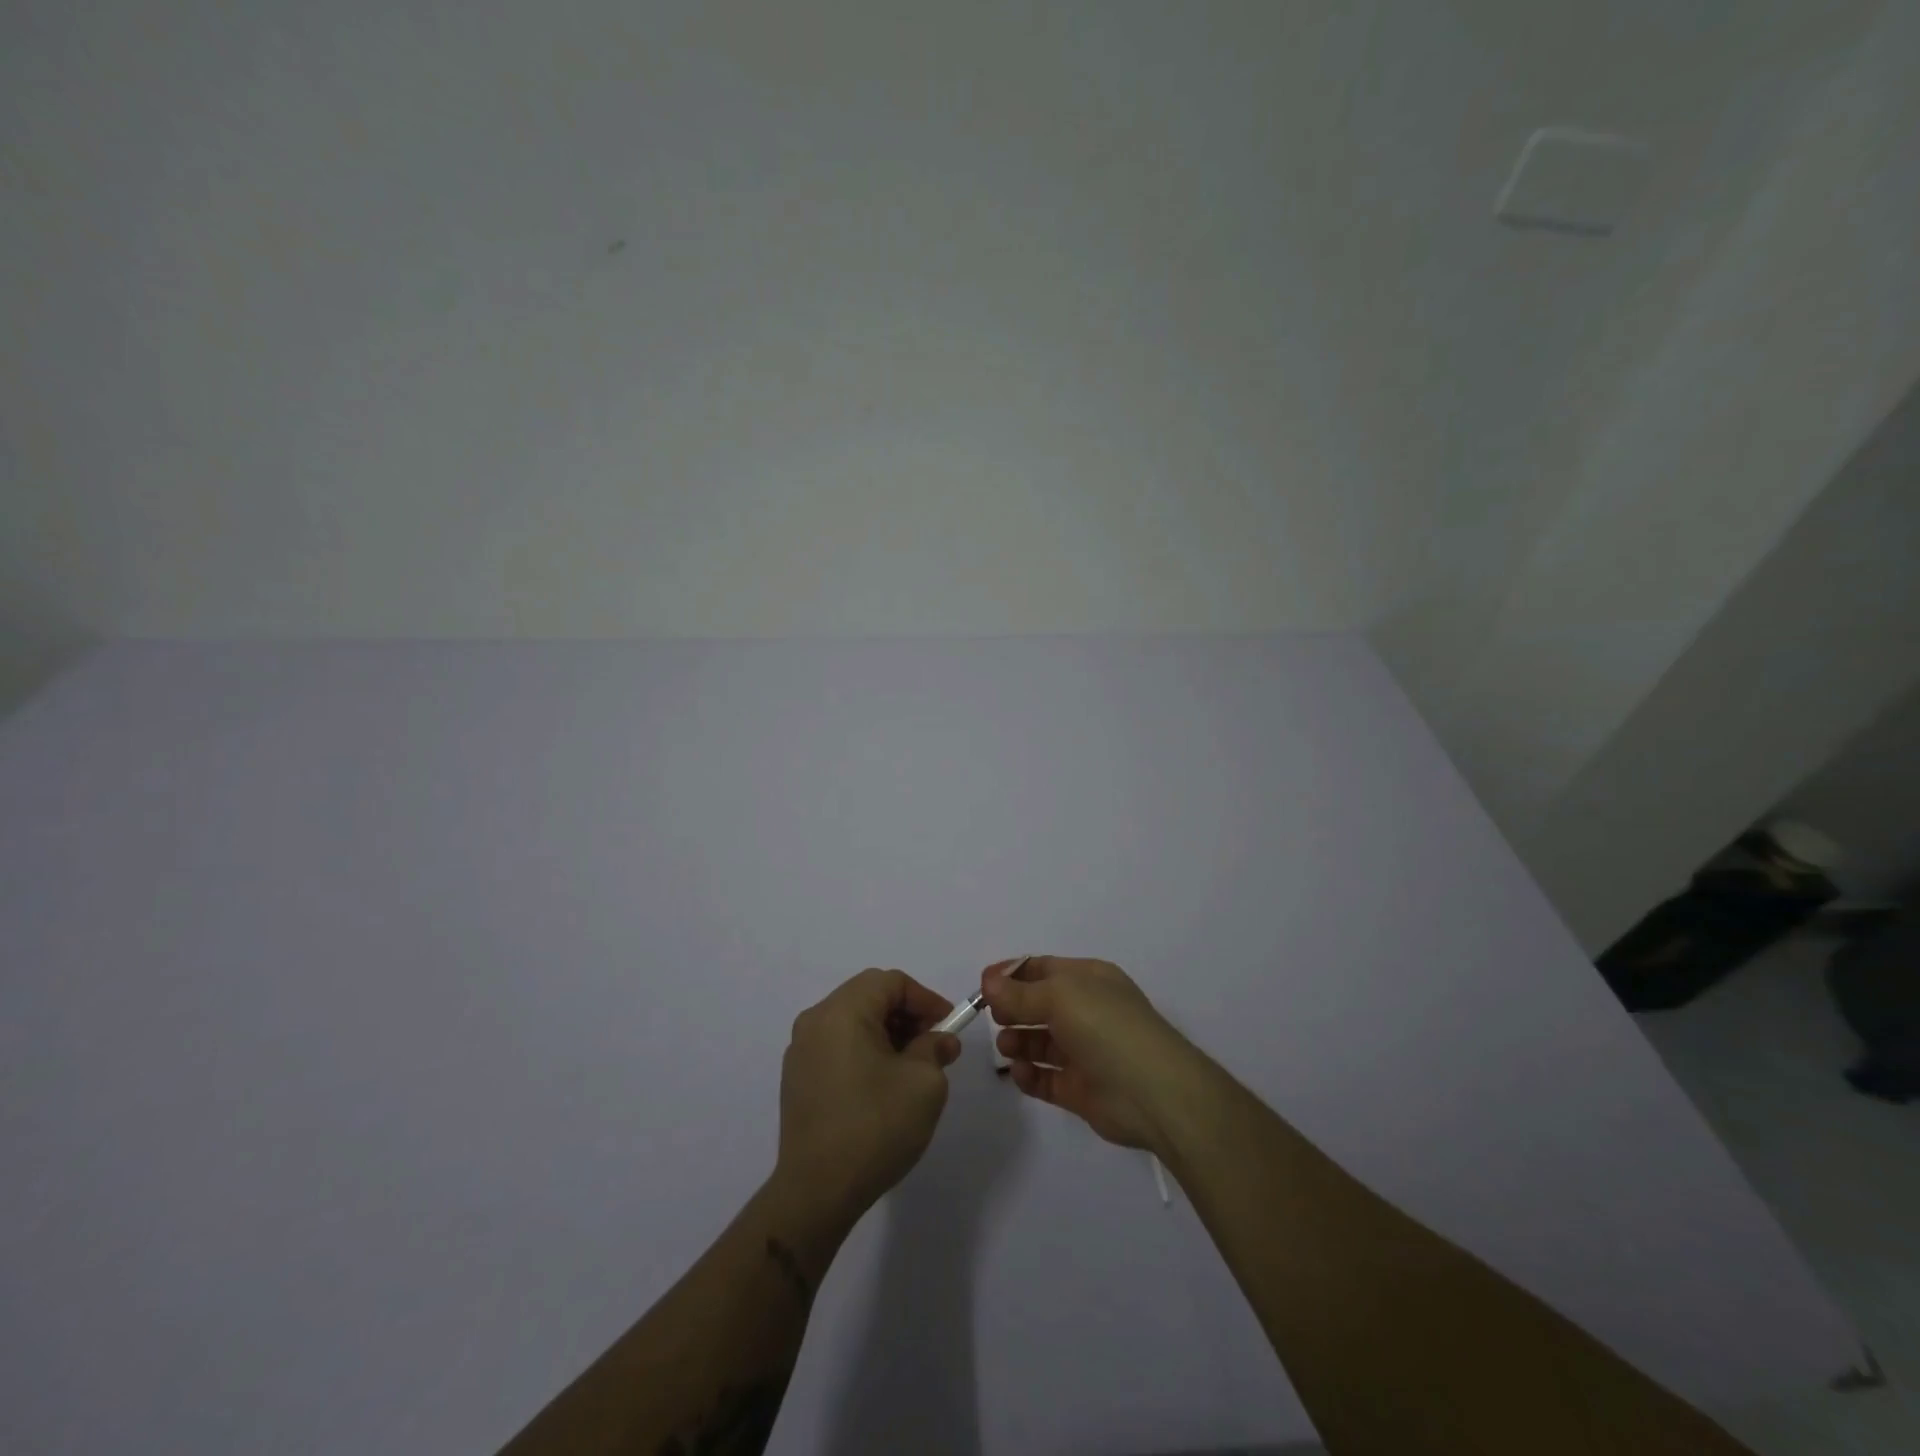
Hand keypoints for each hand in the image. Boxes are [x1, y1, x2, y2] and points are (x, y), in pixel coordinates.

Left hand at [774, 967, 962, 1225]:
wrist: (816, 1192)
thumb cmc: (875, 1126)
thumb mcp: (924, 1083)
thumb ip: (935, 1049)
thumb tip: (940, 1040)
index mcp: (842, 1011)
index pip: (891, 982)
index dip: (925, 999)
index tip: (949, 1027)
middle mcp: (815, 1020)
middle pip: (869, 997)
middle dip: (907, 1015)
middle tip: (935, 1046)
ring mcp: (801, 1050)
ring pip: (853, 1022)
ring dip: (887, 1034)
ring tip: (913, 1068)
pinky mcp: (797, 1079)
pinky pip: (837, 1046)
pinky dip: (865, 1051)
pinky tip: (883, 1085)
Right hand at [982, 955, 1202, 1151]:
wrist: (1154, 1092)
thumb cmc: (1107, 1027)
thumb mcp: (1061, 996)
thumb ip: (1020, 992)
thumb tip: (989, 982)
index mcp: (1089, 979)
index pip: (1043, 969)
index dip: (1012, 974)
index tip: (982, 985)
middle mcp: (1087, 1011)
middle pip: (1039, 1004)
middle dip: (1012, 1008)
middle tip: (993, 1017)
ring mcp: (1085, 1051)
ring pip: (1040, 1041)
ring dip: (1018, 1040)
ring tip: (1007, 1046)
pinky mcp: (1080, 1089)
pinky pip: (1046, 1078)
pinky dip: (1029, 1075)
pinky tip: (1019, 1073)